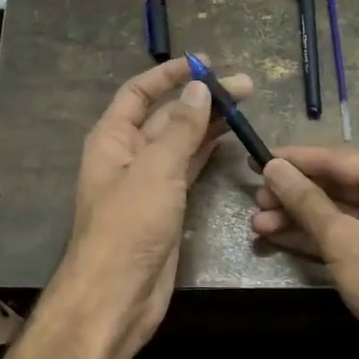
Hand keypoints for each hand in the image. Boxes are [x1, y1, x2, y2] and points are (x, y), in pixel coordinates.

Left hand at [57, 57, 252, 354]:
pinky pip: (188, 169)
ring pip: (181, 143)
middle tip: (245, 87)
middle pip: (166, 117)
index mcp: (113, 139)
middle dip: (201, 99)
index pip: (139, 93)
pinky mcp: (166, 206)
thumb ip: (180, 130)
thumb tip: (198, 90)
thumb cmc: (129, 227)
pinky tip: (229, 140)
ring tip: (245, 107)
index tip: (204, 62)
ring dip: (209, 124)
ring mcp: (148, 182)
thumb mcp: (156, 171)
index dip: (169, 75)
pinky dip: (207, 153)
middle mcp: (128, 156)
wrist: (118, 295)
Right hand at [251, 146, 358, 358]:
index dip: (294, 161)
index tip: (257, 159)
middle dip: (293, 195)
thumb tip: (273, 168)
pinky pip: (346, 235)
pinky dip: (316, 237)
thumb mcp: (343, 239)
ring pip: (338, 213)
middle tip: (255, 198)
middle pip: (337, 186)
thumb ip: (306, 201)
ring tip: (257, 223)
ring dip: (298, 219)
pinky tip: (278, 237)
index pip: (338, 159)